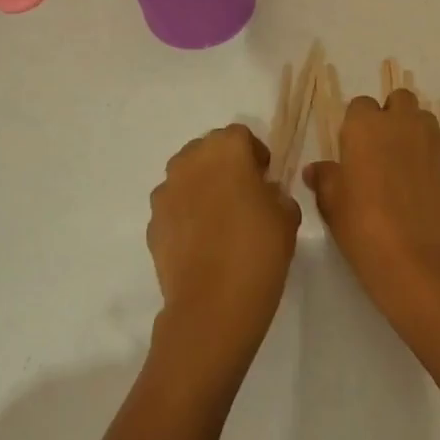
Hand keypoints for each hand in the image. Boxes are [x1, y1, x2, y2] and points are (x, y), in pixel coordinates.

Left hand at [147, 124, 300, 374]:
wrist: (213, 304)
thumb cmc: (259, 249)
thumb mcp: (287, 215)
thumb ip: (276, 193)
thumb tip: (264, 193)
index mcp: (226, 150)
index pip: (240, 135)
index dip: (254, 153)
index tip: (265, 177)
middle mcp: (190, 162)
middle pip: (207, 150)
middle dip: (225, 165)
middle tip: (244, 194)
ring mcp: (165, 192)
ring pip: (186, 177)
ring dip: (202, 187)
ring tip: (221, 219)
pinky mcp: (152, 223)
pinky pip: (173, 207)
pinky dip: (186, 215)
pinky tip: (203, 242)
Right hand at [303, 89, 439, 323]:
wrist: (419, 261)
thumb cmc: (364, 227)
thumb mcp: (332, 205)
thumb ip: (325, 179)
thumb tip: (316, 169)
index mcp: (366, 126)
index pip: (360, 106)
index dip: (357, 125)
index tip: (353, 150)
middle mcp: (403, 124)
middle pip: (399, 101)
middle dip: (391, 117)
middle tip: (381, 151)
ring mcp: (435, 143)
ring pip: (424, 122)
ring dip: (414, 134)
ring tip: (404, 169)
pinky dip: (432, 161)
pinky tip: (424, 191)